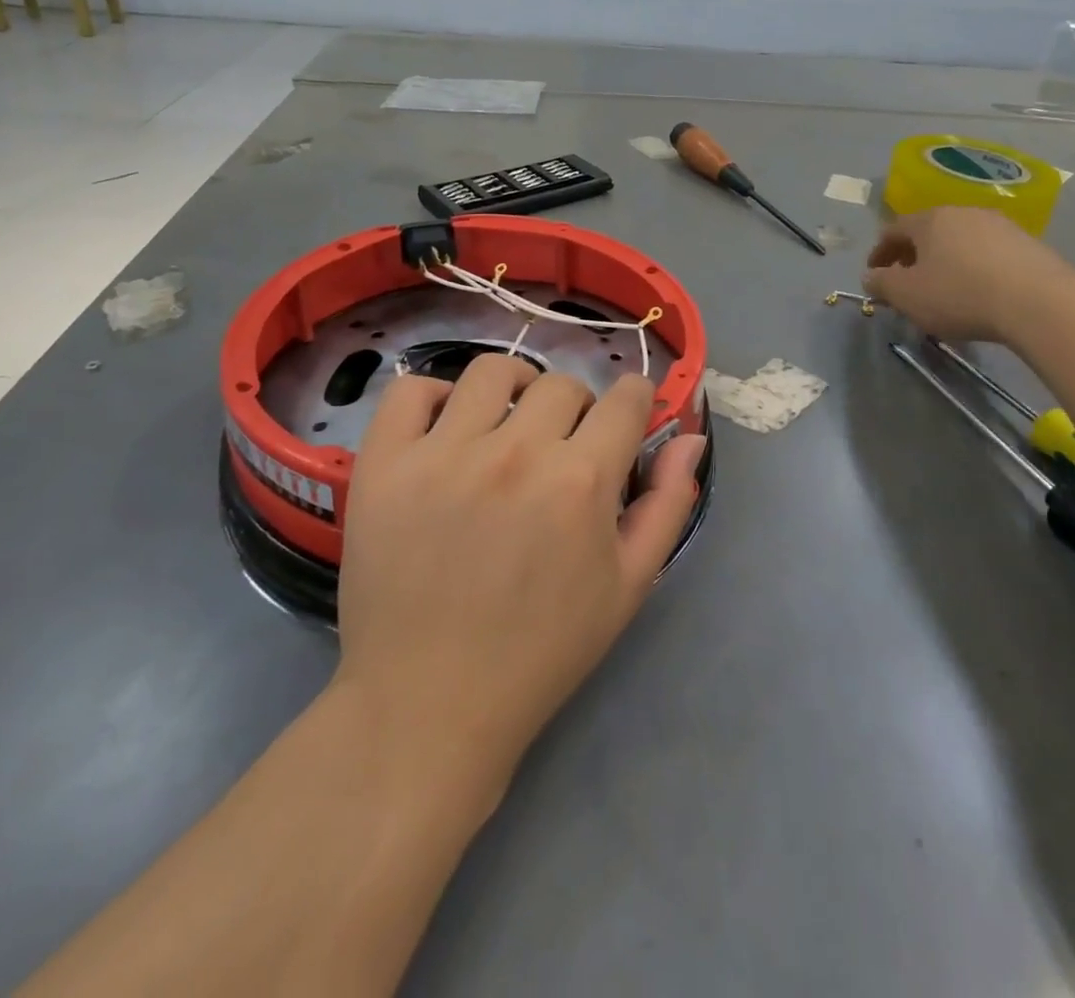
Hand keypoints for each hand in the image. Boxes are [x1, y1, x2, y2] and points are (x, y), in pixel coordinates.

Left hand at [334, 356, 704, 795]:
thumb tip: (689, 437)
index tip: (623, 420)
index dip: (634, 402)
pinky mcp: (385, 462)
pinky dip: (433, 398)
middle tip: (560, 449)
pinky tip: (444, 431)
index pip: (626, 397)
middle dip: (575, 409)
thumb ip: (667, 504)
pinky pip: (412, 389)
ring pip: (492, 371)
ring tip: (504, 427)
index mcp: (581, 480)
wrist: (429, 702)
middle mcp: (516, 452)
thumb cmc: (541, 650)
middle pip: (562, 384)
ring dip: (513, 390)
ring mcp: (444, 452)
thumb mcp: (628, 586)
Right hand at [863, 207, 1074, 342]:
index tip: (874, 276)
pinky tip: (978, 292)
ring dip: (945, 261)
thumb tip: (871, 276)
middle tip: (906, 283)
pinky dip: (974, 268)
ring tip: (943, 290)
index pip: (893, 230)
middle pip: (928, 232)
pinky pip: (988, 253)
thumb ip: (881, 284)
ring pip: (960, 241)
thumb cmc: (959, 295)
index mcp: (930, 220)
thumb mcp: (907, 295)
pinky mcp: (1029, 244)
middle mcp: (964, 212)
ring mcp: (1001, 225)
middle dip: (912, 256)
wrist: (1039, 303)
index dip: (878, 254)